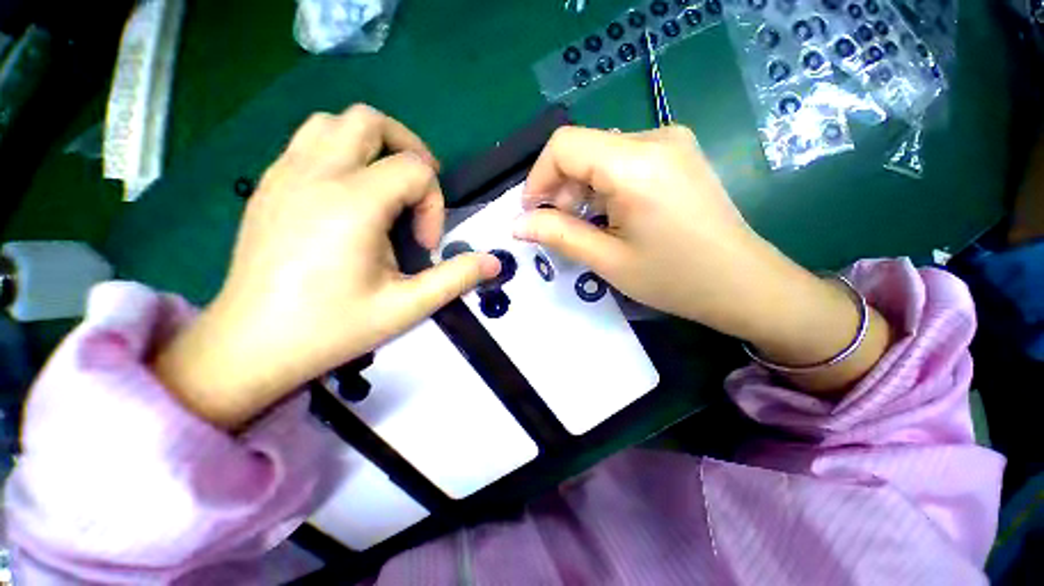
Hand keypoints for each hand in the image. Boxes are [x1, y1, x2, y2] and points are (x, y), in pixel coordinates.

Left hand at [153, 105, 499, 428]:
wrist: (251, 345)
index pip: (414, 169)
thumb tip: (494, 263)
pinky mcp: (268, 186)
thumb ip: (456, 278)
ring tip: (384, 187)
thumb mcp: (407, 306)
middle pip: (370, 122)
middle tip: (417, 191)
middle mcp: (315, 175)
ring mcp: (284, 175)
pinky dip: (340, 154)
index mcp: (352, 203)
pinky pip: (308, 142)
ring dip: (370, 145)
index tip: (424, 244)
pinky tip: (348, 198)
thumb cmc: (331, 328)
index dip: (433, 203)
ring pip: (333, 122)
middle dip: (407, 149)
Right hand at [515, 126, 890, 391]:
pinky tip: (610, 215)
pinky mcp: (678, 155)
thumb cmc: (674, 278)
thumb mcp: (607, 260)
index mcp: (636, 163)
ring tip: (586, 225)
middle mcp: (655, 138)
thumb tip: (517, 224)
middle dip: (560, 187)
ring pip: (601, 155)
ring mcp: (671, 142)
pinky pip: (624, 160)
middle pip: (583, 148)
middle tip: (559, 226)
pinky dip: (604, 185)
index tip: (531, 212)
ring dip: (581, 188)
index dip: (538, 177)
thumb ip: (558, 235)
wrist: (743, 284)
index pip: (564, 144)